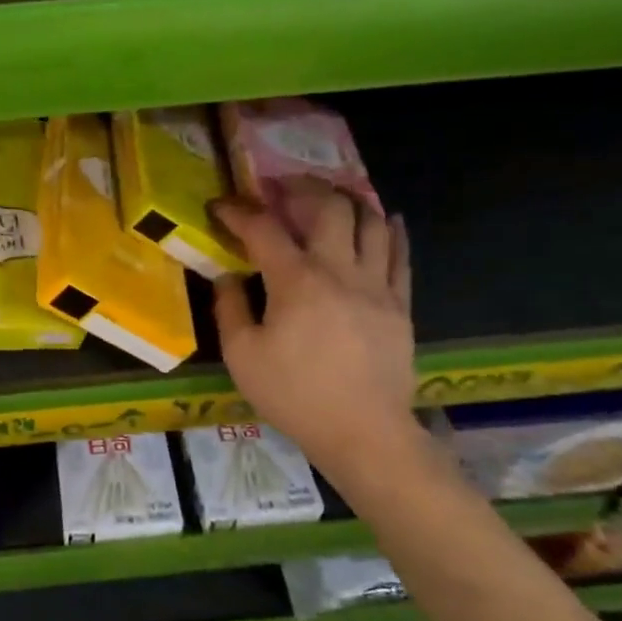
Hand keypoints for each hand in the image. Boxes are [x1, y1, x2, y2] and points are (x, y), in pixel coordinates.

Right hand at [212, 178, 419, 488]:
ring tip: (329, 197)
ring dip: (347, 200)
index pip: (264, 229)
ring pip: (370, 222)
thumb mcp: (242, 356)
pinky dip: (391, 230)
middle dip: (301, 188)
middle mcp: (339, 270)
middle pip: (328, 207)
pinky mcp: (399, 304)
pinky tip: (385, 218)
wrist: (363, 432)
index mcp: (296, 281)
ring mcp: (376, 285)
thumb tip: (226, 276)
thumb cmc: (294, 395)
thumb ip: (230, 308)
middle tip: (281, 187)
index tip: (220, 205)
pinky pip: (401, 254)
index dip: (239, 212)